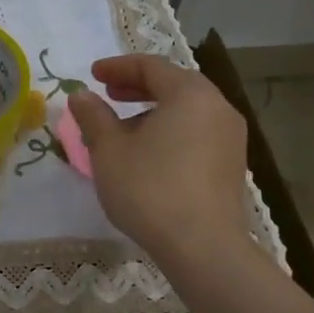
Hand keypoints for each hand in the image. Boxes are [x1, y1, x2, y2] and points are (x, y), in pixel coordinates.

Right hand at [66, 54, 250, 264]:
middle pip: (175, 84)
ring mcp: (230, 137)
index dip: (118, 66)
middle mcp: (218, 108)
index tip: (92, 75)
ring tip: (124, 128)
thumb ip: (93, 116)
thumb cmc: (149, 189)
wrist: (202, 246)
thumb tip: (81, 95)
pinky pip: (197, 132)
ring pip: (187, 110)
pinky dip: (171, 130)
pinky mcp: (231, 165)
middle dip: (138, 86)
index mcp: (190, 94)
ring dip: (154, 110)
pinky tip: (149, 153)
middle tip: (108, 94)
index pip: (151, 66)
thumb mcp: (109, 150)